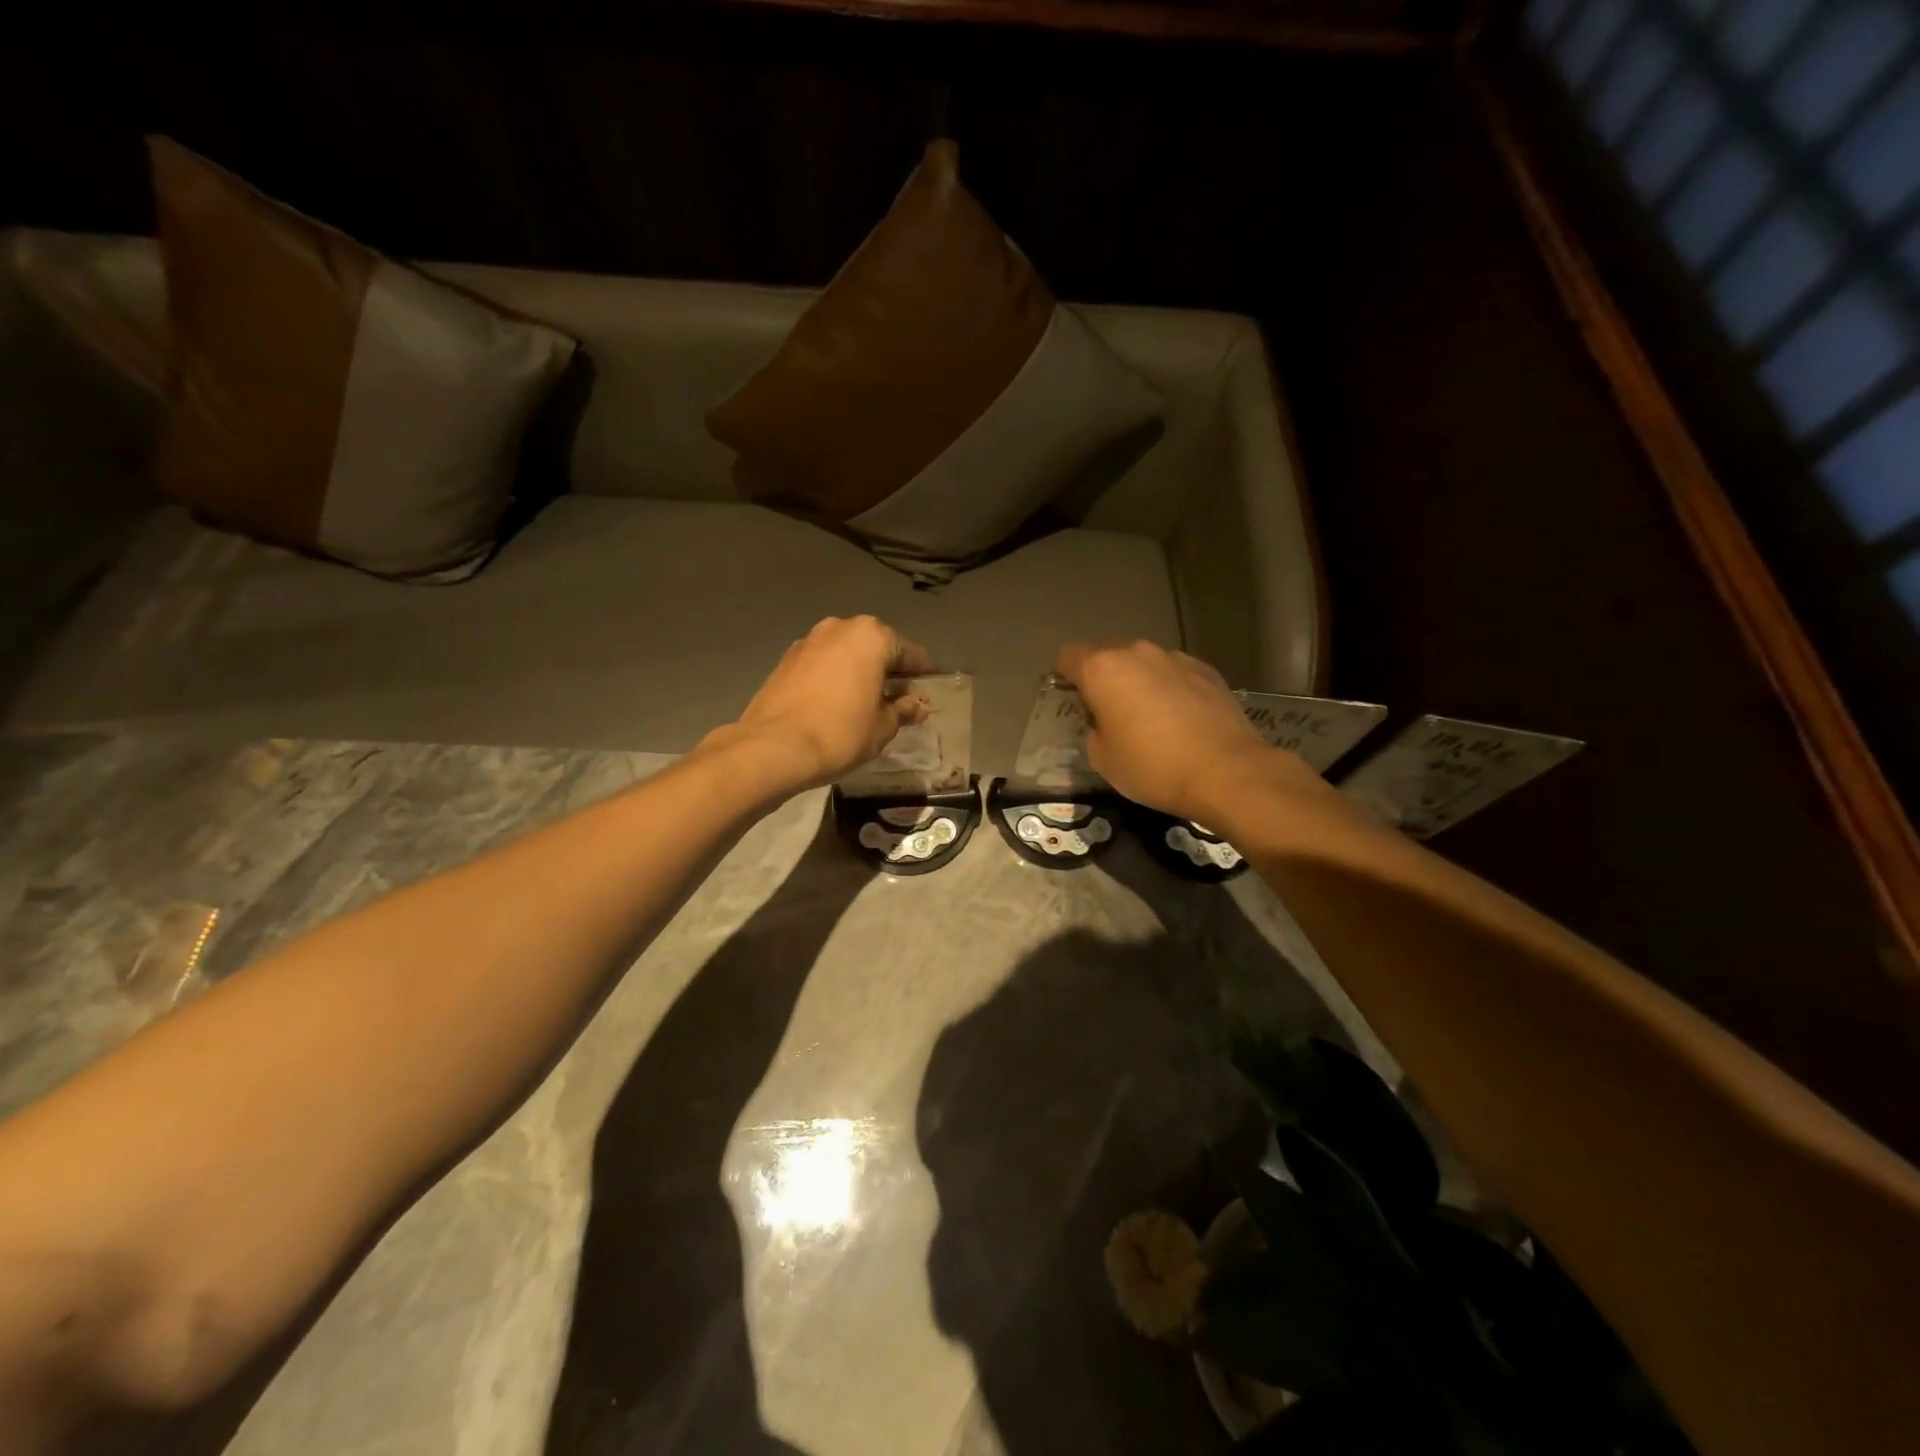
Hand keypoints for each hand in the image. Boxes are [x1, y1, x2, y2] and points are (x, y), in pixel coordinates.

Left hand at [717, 616, 932, 790]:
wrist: (773, 747)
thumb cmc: (840, 733)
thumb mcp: (883, 726)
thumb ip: (903, 709)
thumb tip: (917, 705)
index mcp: (871, 636)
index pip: (910, 653)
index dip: (923, 675)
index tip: (929, 692)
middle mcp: (840, 628)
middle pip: (876, 648)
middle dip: (888, 671)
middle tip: (898, 700)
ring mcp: (808, 641)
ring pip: (846, 655)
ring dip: (859, 673)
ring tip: (866, 704)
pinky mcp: (785, 660)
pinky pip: (823, 665)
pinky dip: (834, 679)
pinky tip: (837, 704)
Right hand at [1056, 640, 1276, 819]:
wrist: (1227, 772)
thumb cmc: (1152, 767)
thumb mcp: (1102, 759)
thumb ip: (1093, 729)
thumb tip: (1104, 720)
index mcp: (1103, 669)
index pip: (1068, 656)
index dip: (1065, 677)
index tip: (1074, 702)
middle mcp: (1137, 652)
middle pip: (1108, 656)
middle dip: (1104, 680)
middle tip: (1111, 715)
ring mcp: (1175, 658)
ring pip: (1144, 664)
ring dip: (1139, 683)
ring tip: (1151, 719)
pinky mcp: (1207, 670)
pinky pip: (1174, 674)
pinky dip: (1170, 690)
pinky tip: (1181, 721)